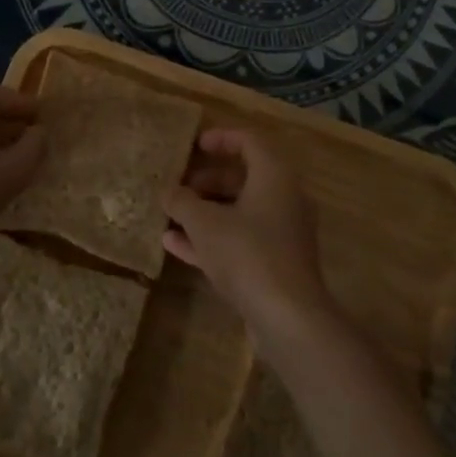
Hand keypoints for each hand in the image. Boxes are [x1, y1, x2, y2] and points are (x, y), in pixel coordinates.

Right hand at [164, 129, 336, 355]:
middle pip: (244, 178)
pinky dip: (213, 238)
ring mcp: (283, 233)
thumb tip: (167, 191)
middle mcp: (285, 198)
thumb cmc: (247, 253)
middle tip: (179, 187)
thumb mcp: (205, 223)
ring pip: (240, 212)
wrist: (288, 317)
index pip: (250, 141)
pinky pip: (241, 240)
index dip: (221, 139)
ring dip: (206, 213)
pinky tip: (175, 246)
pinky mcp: (277, 264)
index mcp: (275, 176)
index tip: (194, 145)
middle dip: (207, 181)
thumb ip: (183, 202)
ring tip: (170, 217)